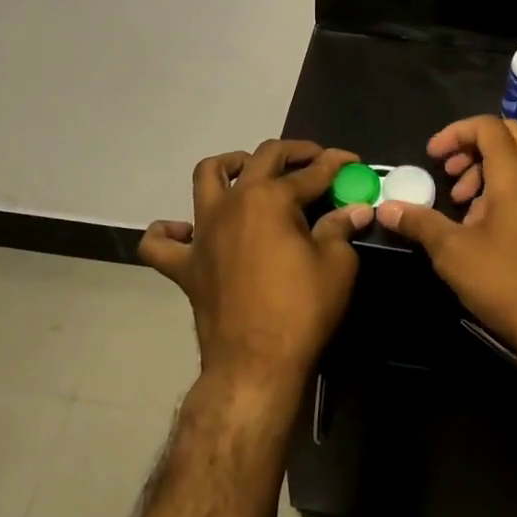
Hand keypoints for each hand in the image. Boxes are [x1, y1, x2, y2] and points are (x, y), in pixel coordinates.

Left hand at [138, 140, 371, 395]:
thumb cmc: (302, 310)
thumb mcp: (337, 266)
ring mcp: (203, 231)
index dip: (336, 164)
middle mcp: (233, 202)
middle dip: (293, 152)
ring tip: (247, 170)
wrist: (255, 365)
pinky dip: (169, 231)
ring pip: (206, 177)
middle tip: (314, 159)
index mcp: (271, 198)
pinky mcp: (185, 264)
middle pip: (263, 158)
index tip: (353, 161)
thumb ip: (341, 228)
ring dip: (229, 165)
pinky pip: (161, 242)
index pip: (312, 172)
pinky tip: (184, 230)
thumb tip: (356, 209)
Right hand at [374, 116, 516, 350]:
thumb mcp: (452, 252)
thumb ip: (419, 223)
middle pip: (508, 136)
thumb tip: (386, 209)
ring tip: (465, 208)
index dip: (455, 133)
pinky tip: (489, 228)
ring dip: (489, 172)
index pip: (487, 126)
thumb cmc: (505, 281)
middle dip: (473, 148)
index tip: (433, 157)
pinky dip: (509, 191)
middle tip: (450, 175)